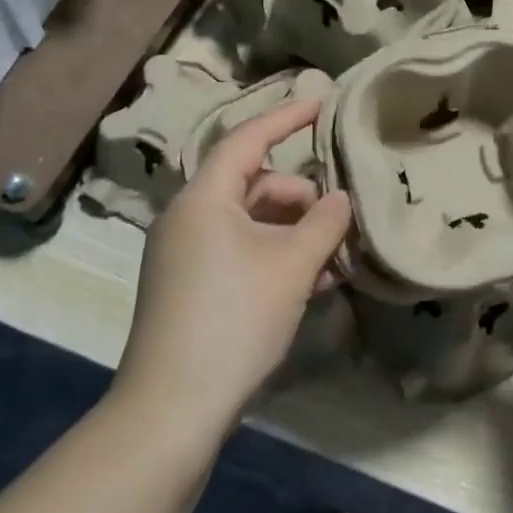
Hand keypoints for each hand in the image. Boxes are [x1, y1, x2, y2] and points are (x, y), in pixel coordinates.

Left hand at [119, 99, 351, 428]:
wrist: (172, 409)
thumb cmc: (235, 320)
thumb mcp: (292, 266)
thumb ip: (324, 222)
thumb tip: (339, 199)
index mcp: (204, 198)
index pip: (248, 139)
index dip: (287, 117)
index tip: (322, 102)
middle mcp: (188, 217)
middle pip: (254, 184)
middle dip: (301, 197)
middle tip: (341, 221)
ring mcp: (184, 254)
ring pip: (250, 222)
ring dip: (293, 232)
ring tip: (334, 260)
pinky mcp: (188, 286)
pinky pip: (238, 251)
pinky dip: (273, 256)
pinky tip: (310, 282)